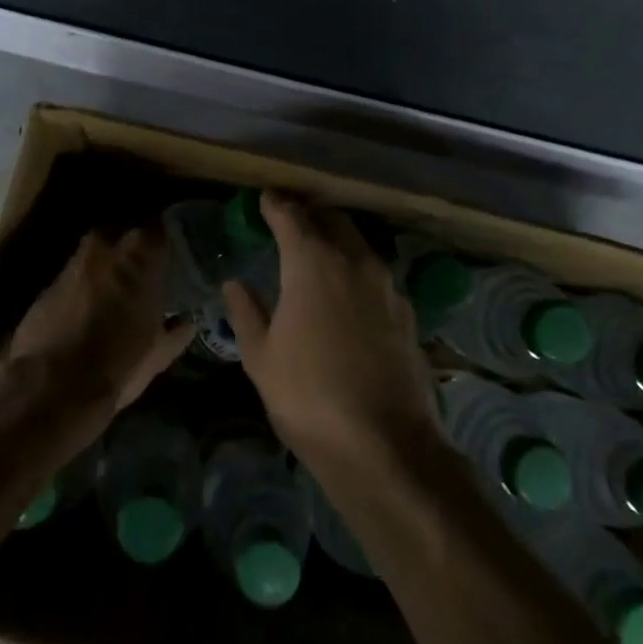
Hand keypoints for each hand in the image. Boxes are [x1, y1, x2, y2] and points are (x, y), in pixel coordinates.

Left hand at [7, 226, 193, 432]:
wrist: (52, 389)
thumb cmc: (118, 366)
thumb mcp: (158, 354)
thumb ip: (176, 331)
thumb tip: (188, 322)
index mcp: (138, 261)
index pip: (158, 229)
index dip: (165, 239)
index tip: (172, 251)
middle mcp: (103, 252)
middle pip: (120, 232)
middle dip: (130, 246)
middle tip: (142, 267)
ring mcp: (70, 267)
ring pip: (92, 252)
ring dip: (103, 265)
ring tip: (113, 289)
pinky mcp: (45, 288)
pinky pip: (70, 277)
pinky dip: (80, 287)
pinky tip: (85, 309)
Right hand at [221, 193, 439, 472]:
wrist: (386, 444)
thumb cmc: (309, 397)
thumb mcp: (261, 357)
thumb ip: (246, 312)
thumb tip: (235, 283)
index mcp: (312, 262)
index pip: (291, 215)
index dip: (275, 204)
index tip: (264, 199)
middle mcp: (354, 260)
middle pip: (332, 219)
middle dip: (310, 215)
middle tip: (289, 222)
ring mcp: (387, 284)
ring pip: (359, 244)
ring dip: (336, 240)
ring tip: (316, 255)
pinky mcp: (407, 310)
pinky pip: (376, 275)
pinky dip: (357, 271)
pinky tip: (347, 294)